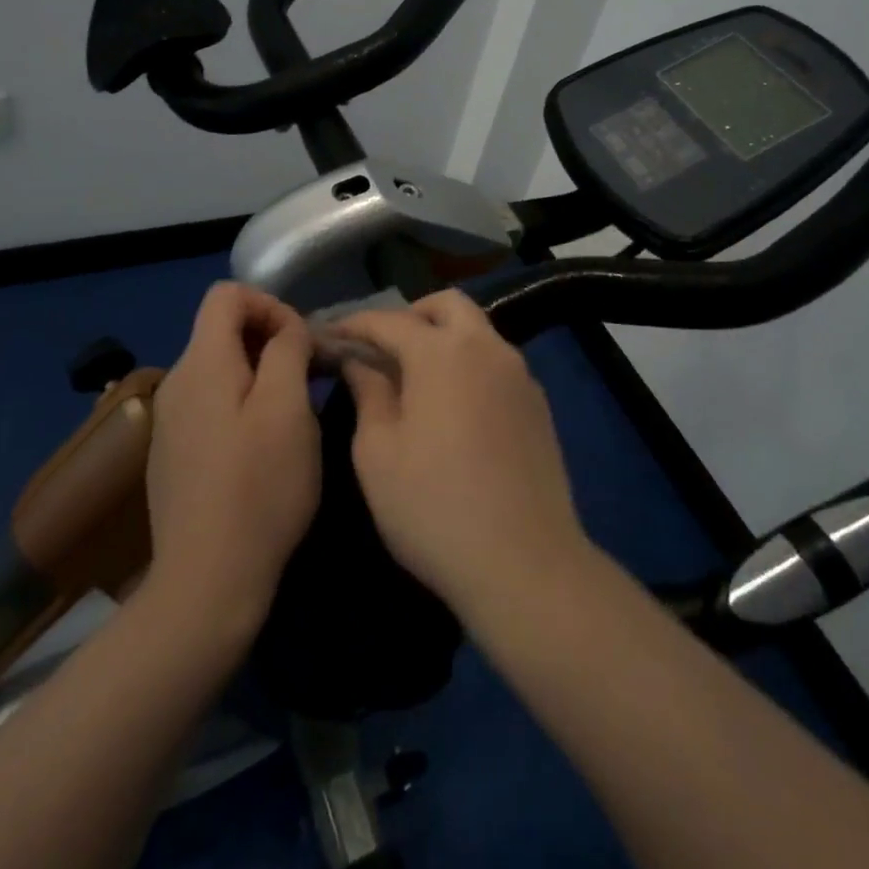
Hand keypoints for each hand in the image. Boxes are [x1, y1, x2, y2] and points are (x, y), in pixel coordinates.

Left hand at [145, 283, 320, 634]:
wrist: (207, 581)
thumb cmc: (259, 488)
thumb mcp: (288, 409)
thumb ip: (288, 350)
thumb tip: (286, 329)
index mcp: (200, 363)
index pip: (227, 294)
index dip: (271, 305)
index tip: (302, 344)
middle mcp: (175, 383)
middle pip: (222, 329)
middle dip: (270, 341)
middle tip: (308, 380)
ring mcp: (169, 421)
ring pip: (220, 369)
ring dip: (260, 375)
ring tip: (292, 415)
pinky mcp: (173, 454)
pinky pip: (211, 404)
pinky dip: (241, 405)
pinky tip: (261, 448)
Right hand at [336, 290, 590, 617]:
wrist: (524, 563)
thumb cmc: (433, 507)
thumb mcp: (378, 453)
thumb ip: (368, 394)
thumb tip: (359, 363)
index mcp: (442, 353)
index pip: (389, 320)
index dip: (355, 324)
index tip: (329, 335)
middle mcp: (487, 349)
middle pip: (448, 305)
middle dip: (411, 316)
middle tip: (383, 348)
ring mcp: (520, 375)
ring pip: (478, 332)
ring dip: (444, 338)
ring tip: (416, 378)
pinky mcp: (539, 405)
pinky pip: (498, 364)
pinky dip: (470, 365)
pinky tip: (455, 407)